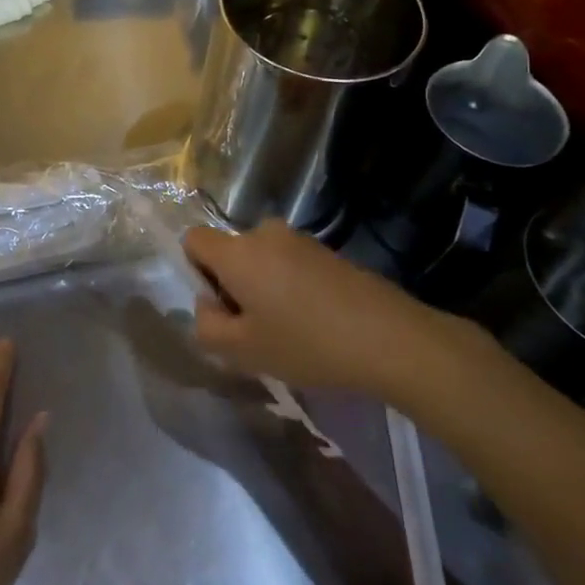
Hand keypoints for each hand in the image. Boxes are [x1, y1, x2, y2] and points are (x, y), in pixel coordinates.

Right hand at [185, 219, 473, 396]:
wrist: (390, 338)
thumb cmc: (306, 344)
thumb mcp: (243, 350)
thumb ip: (206, 326)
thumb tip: (207, 305)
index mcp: (237, 252)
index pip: (193, 240)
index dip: (195, 272)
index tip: (221, 307)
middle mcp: (264, 233)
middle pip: (230, 252)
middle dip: (232, 285)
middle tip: (255, 329)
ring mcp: (299, 239)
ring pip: (261, 260)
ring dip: (263, 287)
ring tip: (289, 330)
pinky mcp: (326, 251)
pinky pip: (289, 264)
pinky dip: (290, 287)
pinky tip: (315, 323)